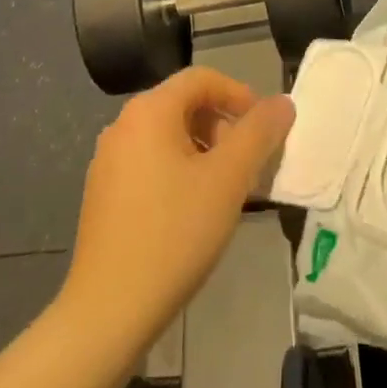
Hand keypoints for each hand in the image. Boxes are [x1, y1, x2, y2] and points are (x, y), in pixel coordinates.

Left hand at [63, 68, 293, 359]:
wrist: (110, 309)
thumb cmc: (175, 233)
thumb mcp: (229, 178)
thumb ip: (259, 133)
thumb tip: (282, 102)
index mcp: (149, 111)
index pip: (202, 78)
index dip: (240, 94)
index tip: (265, 128)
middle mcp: (123, 126)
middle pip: (184, 105)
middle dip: (224, 125)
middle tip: (249, 163)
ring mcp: (108, 161)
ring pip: (169, 136)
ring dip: (206, 150)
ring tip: (228, 189)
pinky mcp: (104, 193)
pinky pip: (151, 163)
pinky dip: (181, 171)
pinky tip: (195, 211)